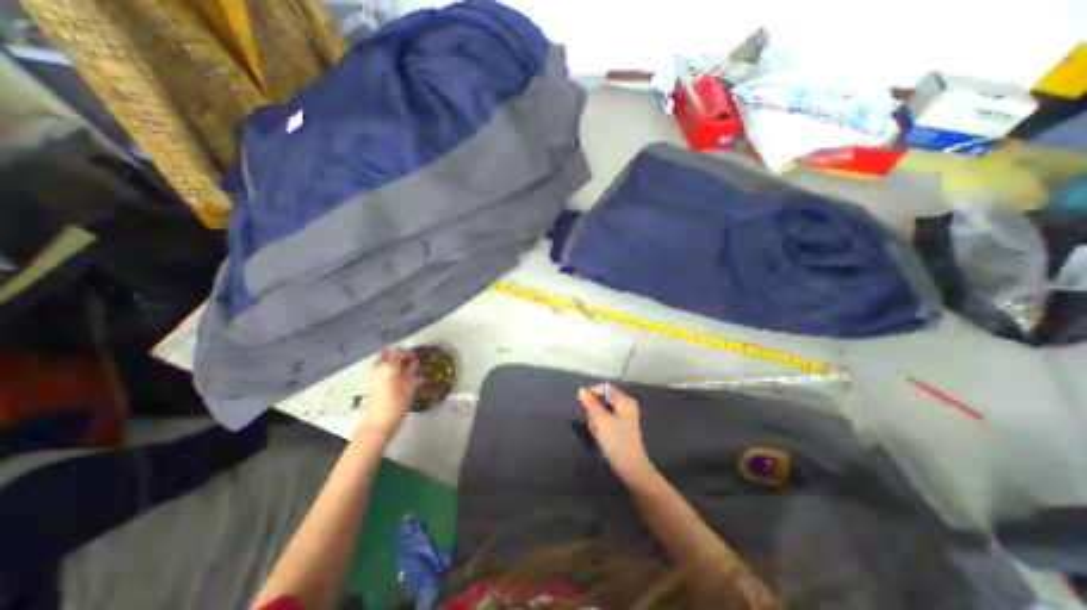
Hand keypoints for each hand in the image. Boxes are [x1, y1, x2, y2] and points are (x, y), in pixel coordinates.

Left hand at [360, 346, 418, 435]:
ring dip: (392, 360)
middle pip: (388, 352)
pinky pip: (379, 367)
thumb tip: (413, 362)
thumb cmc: (397, 403)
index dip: (410, 354)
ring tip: (404, 370)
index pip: (400, 351)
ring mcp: (372, 374)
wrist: (378, 423)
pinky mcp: (370, 382)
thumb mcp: (409, 385)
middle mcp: (378, 366)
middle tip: (410, 362)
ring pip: (382, 359)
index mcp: (389, 365)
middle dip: (399, 354)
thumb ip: (411, 371)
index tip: (418, 360)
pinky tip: (396, 377)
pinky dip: (387, 367)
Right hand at [578, 385, 651, 480]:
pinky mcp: (620, 427)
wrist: (631, 468)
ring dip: (595, 420)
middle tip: (594, 424)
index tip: (583, 405)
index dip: (592, 394)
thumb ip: (590, 404)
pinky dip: (600, 426)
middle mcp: (625, 405)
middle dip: (594, 411)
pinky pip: (605, 420)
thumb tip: (581, 390)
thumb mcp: (601, 421)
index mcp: (624, 400)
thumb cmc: (617, 442)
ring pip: (601, 411)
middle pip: (602, 400)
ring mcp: (623, 416)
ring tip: (597, 433)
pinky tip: (600, 436)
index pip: (604, 388)